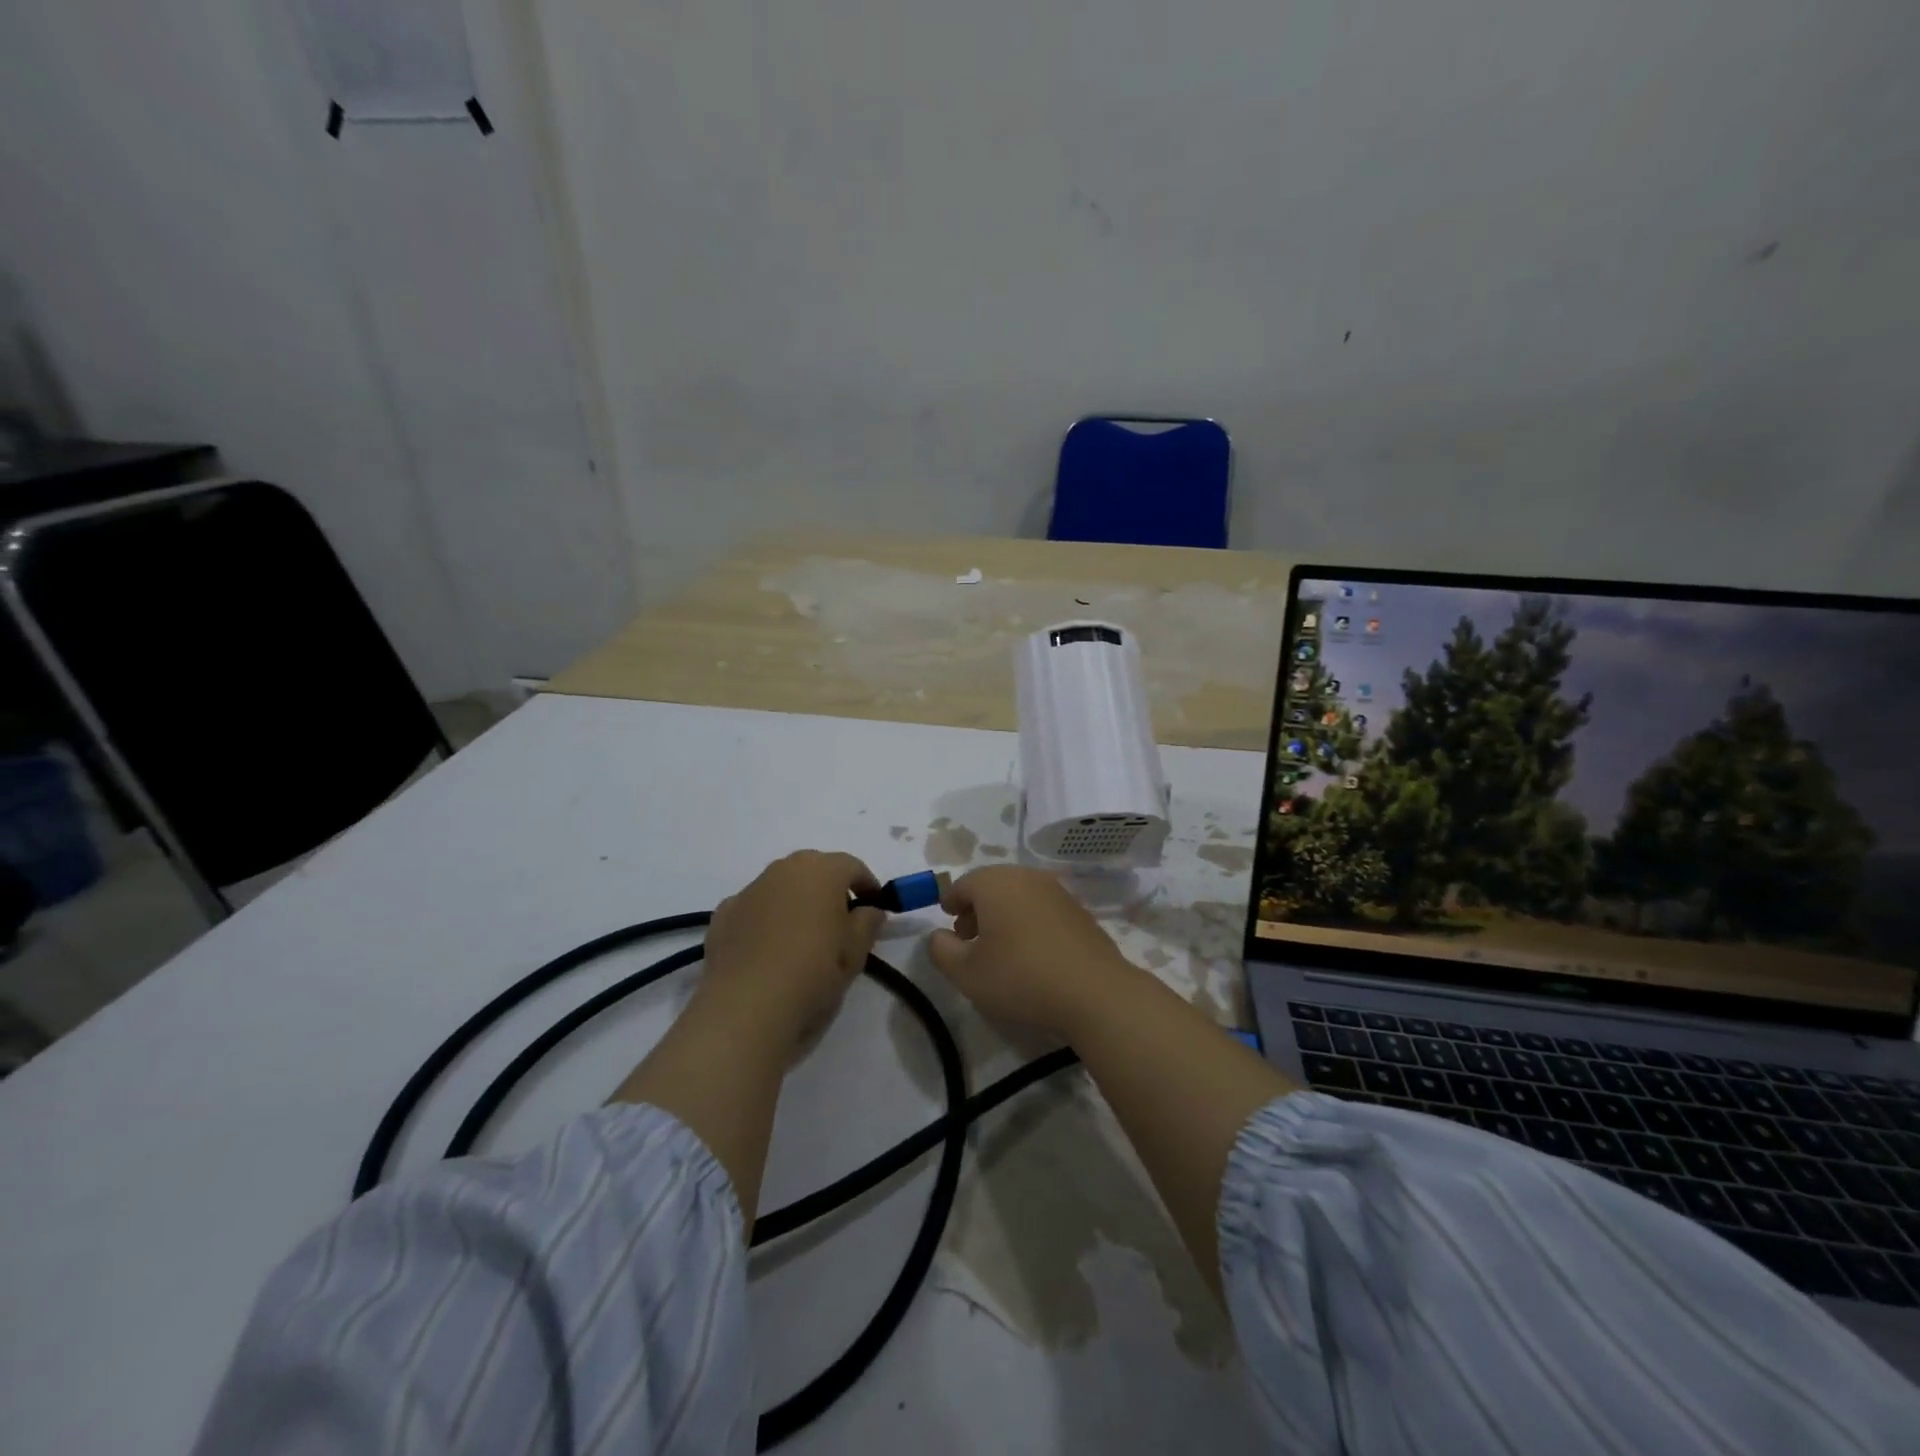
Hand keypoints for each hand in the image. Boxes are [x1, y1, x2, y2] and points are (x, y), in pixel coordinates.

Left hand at [701, 851, 883, 1046]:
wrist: (747, 1006)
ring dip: (796, 903)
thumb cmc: (814, 971)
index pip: (853, 867)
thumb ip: (869, 922)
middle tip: (841, 923)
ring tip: (803, 939)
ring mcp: (750, 889)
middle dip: (830, 890)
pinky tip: (769, 951)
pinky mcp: (724, 914)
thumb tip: (869, 910)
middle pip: (815, 871)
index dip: (868, 886)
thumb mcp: (857, 951)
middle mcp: (784, 869)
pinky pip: (755, 909)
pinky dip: (766, 921)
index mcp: (822, 870)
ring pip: (782, 888)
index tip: (875, 908)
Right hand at [926, 866, 1141, 1038]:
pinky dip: (1029, 921)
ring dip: (1003, 915)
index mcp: (995, 883)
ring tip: (999, 949)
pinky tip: (1030, 952)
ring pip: (1019, 895)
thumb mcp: (966, 973)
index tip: (947, 921)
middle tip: (968, 938)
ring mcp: (1057, 891)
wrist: (1094, 992)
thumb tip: (938, 935)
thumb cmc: (1021, 978)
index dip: (951, 902)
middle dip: (977, 908)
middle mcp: (1026, 877)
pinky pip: (1042, 908)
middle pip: (993, 885)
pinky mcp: (1079, 911)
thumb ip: (942, 951)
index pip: (963, 884)